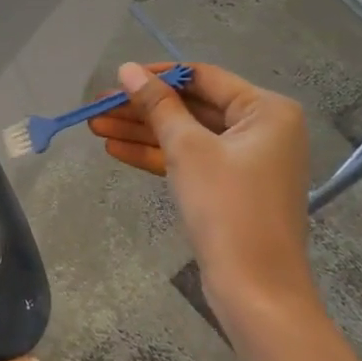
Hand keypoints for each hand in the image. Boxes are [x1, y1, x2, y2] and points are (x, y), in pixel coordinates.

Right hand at [88, 62, 314, 315]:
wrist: (256, 291)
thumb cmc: (227, 207)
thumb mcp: (187, 148)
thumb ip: (157, 105)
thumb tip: (127, 68)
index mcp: (266, 110)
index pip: (203, 77)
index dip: (157, 76)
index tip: (117, 79)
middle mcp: (263, 129)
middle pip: (192, 106)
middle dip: (143, 108)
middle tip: (98, 107)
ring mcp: (248, 161)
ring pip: (187, 134)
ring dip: (142, 131)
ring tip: (95, 127)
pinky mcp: (232, 188)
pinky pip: (192, 160)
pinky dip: (157, 155)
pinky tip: (116, 150)